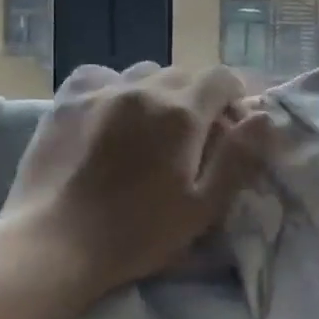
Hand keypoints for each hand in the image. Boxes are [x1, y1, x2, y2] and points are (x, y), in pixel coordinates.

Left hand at [0, 62, 275, 300]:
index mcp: (182, 113)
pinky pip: (101, 76)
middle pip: (185, 75)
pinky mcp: (67, 101)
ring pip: (145, 73)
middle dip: (198, 98)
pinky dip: (115, 87)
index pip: (222, 78)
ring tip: (150, 126)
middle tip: (192, 138)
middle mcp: (144, 89)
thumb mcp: (202, 206)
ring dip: (158, 92)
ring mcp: (102, 91)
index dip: (233, 97)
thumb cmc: (137, 234)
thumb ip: (238, 158)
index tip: (230, 126)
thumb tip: (264, 117)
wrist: (54, 245)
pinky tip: (110, 112)